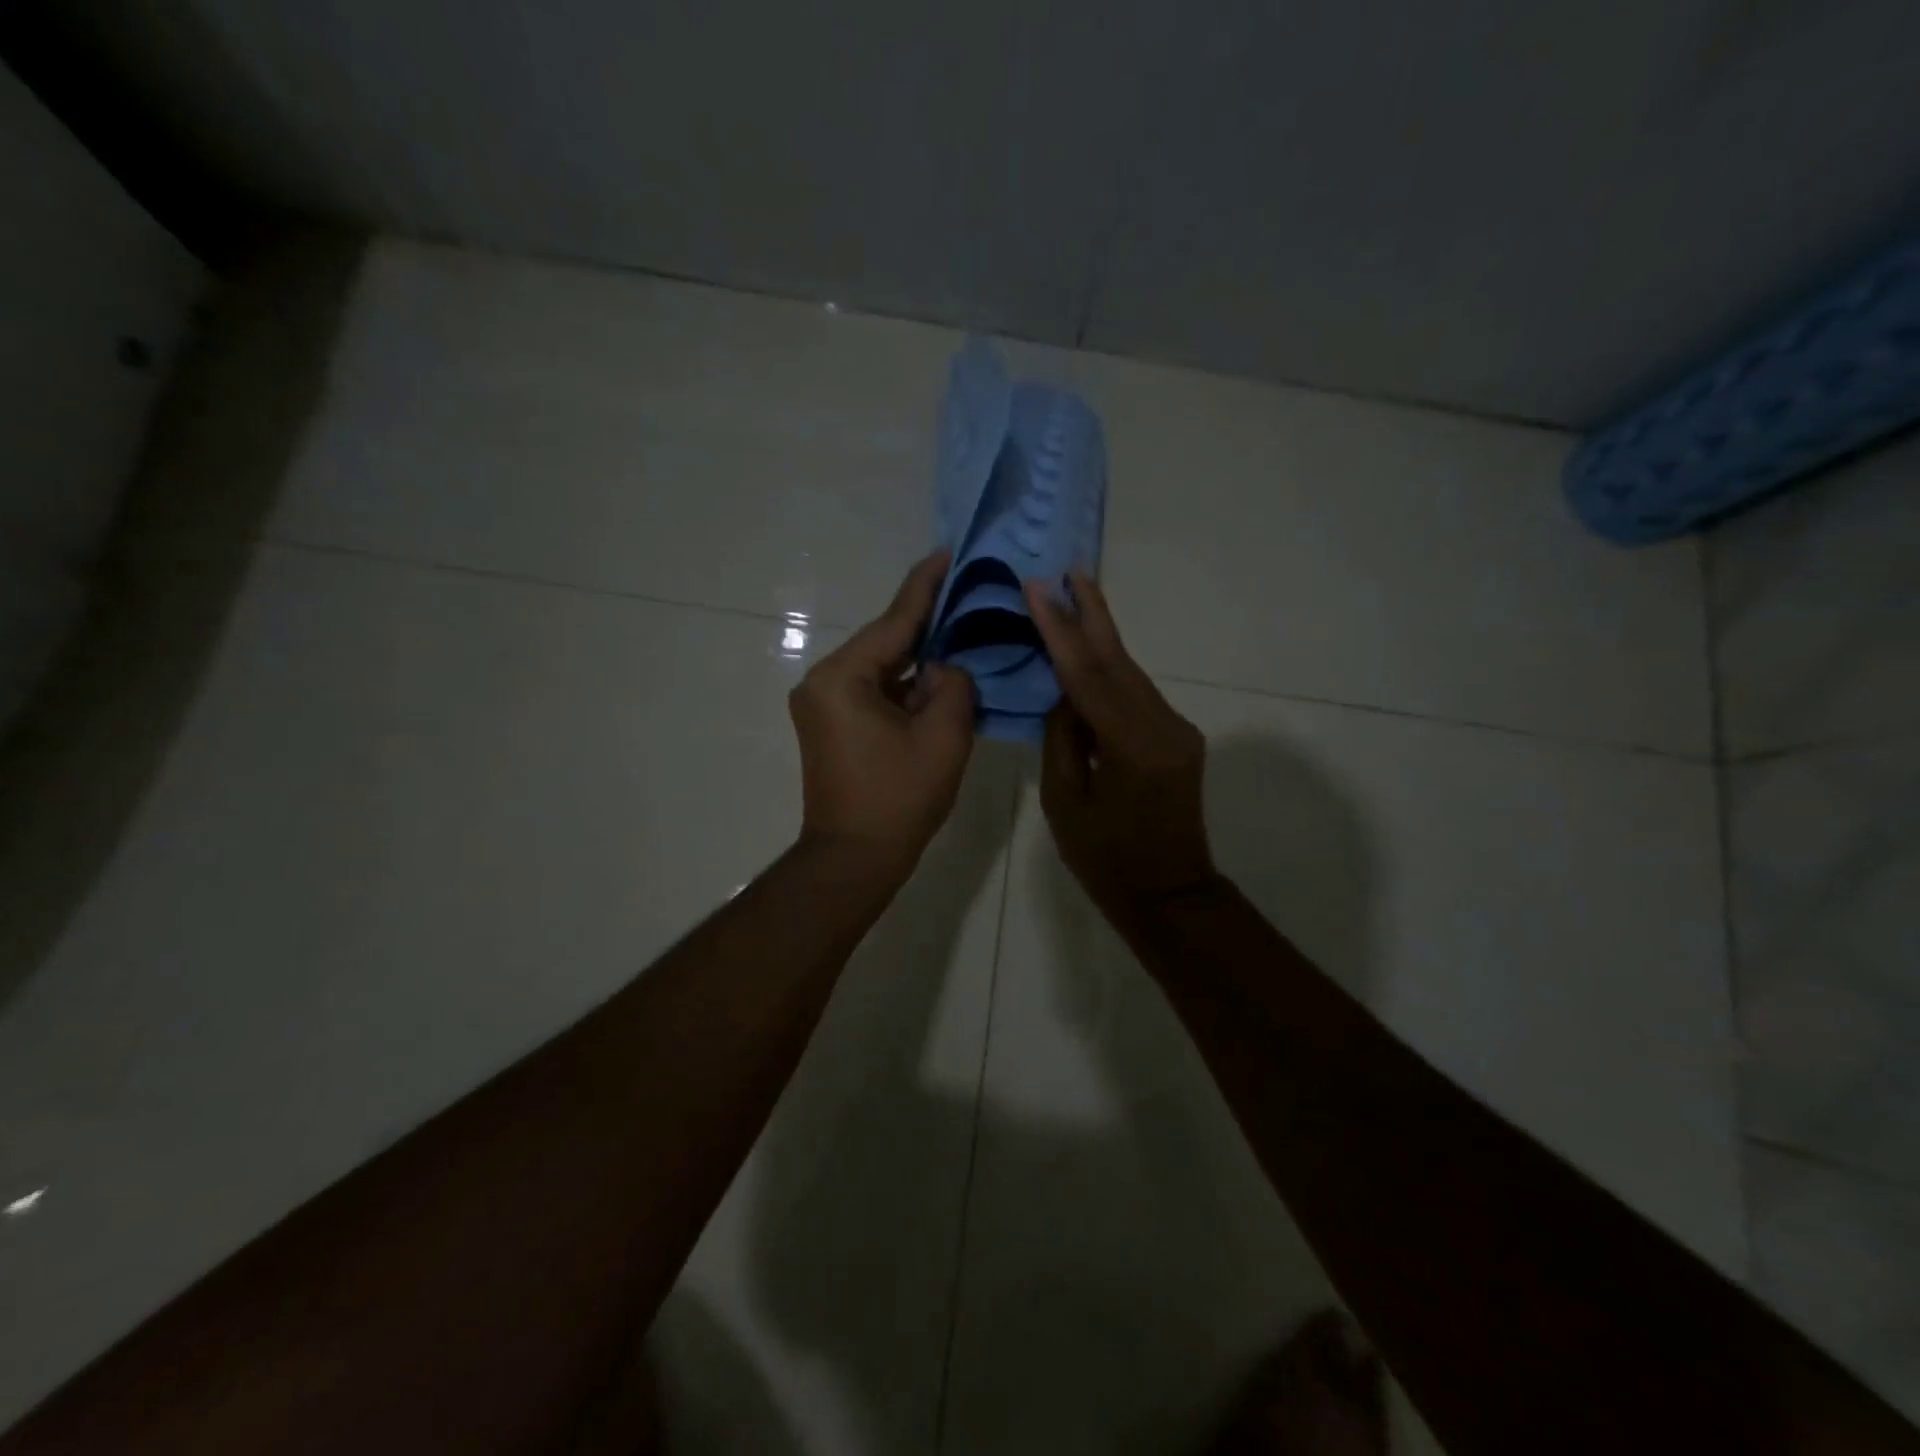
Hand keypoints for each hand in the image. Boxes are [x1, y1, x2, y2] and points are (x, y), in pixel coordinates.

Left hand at [790, 551, 974, 880]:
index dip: (925, 587)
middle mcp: (823, 682)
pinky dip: (905, 686)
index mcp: (843, 678)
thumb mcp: (943, 736)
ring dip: (918, 660)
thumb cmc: (899, 798)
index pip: (894, 622)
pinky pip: (874, 692)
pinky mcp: (831, 725)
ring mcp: (823, 705)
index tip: (946, 552)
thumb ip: (953, 685)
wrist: (854, 859)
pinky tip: (937, 678)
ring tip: (961, 633)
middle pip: (885, 642)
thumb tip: (945, 669)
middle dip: (927, 624)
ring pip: (881, 668)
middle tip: (967, 595)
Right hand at [1025, 570, 1217, 926]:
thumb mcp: (1065, 803)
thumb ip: (1062, 740)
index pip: (1088, 676)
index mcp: (1132, 747)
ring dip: (1101, 637)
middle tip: (1071, 569)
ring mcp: (1177, 730)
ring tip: (1075, 596)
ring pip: (1131, 673)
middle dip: (1092, 613)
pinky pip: (1137, 695)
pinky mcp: (1179, 738)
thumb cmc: (1106, 860)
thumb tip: (1063, 696)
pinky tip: (1090, 654)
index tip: (1040, 589)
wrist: (1170, 893)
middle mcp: (1164, 727)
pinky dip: (1110, 672)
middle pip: (1120, 660)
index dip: (1061, 630)